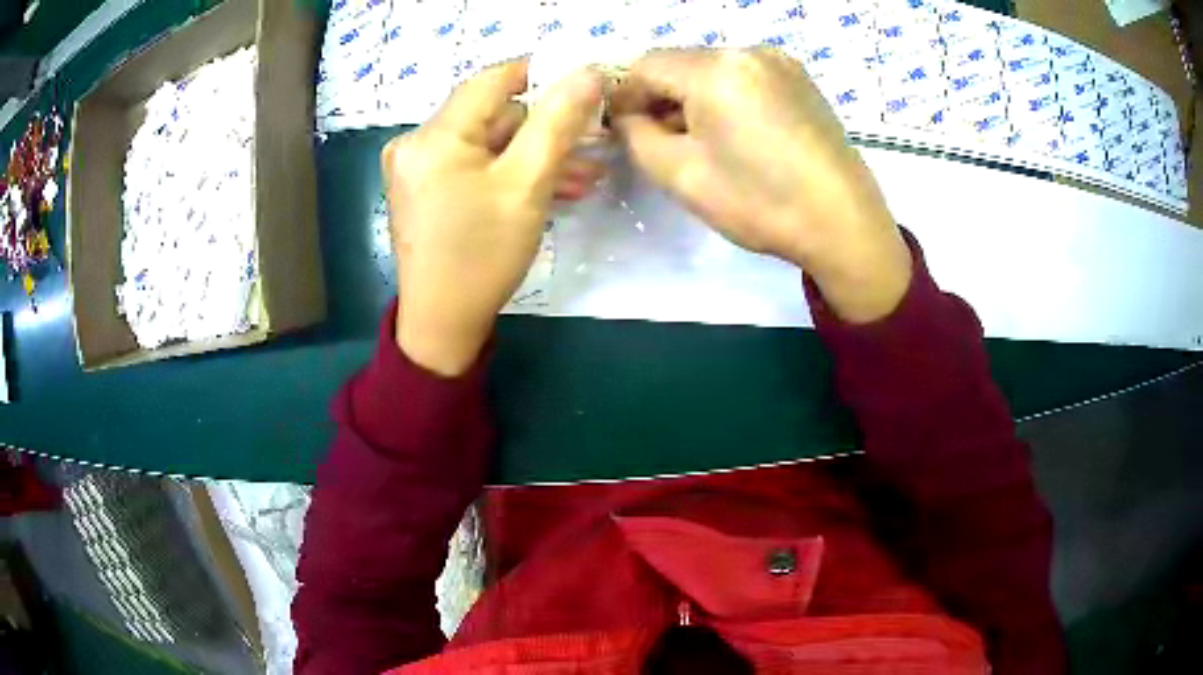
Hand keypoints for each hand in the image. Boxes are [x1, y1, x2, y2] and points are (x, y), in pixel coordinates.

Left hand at [383, 61, 604, 375]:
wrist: (442, 324)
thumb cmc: (483, 255)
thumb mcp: (527, 185)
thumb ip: (558, 122)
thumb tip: (587, 72)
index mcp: (435, 135)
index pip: (493, 79)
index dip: (541, 76)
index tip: (584, 87)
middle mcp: (416, 142)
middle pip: (492, 115)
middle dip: (545, 129)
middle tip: (593, 145)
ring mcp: (416, 167)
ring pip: (487, 143)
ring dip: (533, 156)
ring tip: (585, 175)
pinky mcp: (422, 189)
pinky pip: (472, 166)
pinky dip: (506, 173)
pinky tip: (550, 188)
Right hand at [612, 48, 911, 323]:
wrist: (844, 224)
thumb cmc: (761, 203)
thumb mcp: (680, 175)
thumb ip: (637, 135)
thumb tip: (629, 115)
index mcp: (716, 69)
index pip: (645, 65)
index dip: (625, 95)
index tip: (623, 128)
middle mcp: (748, 50)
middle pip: (680, 62)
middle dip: (660, 96)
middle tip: (659, 139)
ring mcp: (779, 61)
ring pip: (712, 68)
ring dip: (693, 96)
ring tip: (701, 140)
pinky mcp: (799, 78)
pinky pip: (744, 76)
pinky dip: (725, 96)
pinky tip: (736, 132)